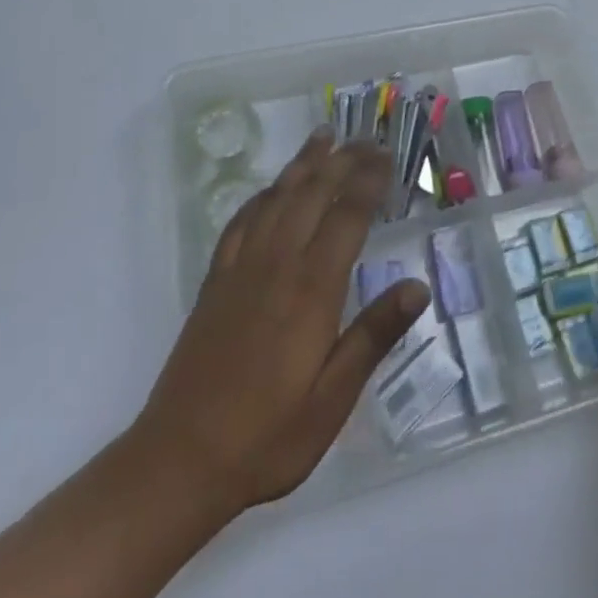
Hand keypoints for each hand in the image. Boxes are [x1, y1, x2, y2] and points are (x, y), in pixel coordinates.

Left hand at [131, 134, 429, 513]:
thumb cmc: (267, 435)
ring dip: (303, 163)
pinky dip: (263, 195)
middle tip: (366, 139)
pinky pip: (242, 220)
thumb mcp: (332, 399)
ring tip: (323, 136)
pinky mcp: (216, 279)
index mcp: (311, 289)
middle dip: (343, 160)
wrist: (180, 460)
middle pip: (313, 194)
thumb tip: (417, 286)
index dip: (369, 181)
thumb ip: (374, 336)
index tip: (387, 157)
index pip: (347, 217)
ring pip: (277, 197)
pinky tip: (272, 188)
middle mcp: (277, 264)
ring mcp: (242, 268)